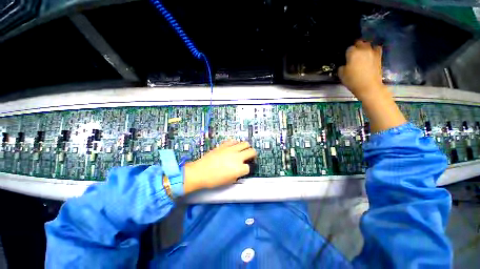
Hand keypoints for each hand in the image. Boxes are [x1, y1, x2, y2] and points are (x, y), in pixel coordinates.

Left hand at [183, 140, 256, 193]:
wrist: (200, 172)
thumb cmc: (214, 180)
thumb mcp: (229, 181)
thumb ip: (238, 174)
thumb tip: (240, 169)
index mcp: (239, 168)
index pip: (249, 167)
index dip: (247, 168)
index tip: (244, 169)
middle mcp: (238, 157)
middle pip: (252, 151)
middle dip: (253, 154)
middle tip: (250, 157)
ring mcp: (231, 149)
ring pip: (245, 143)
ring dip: (246, 147)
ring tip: (242, 150)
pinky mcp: (224, 145)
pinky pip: (233, 141)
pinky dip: (235, 144)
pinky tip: (233, 147)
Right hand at [339, 40, 384, 99]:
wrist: (368, 86)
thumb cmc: (353, 80)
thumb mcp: (341, 75)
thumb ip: (342, 67)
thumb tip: (344, 64)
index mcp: (353, 53)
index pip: (349, 48)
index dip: (347, 53)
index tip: (346, 58)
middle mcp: (363, 49)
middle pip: (359, 43)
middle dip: (356, 47)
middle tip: (353, 54)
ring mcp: (372, 52)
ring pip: (368, 44)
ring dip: (364, 47)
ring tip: (362, 53)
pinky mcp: (379, 56)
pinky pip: (376, 48)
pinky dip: (373, 50)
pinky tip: (371, 54)